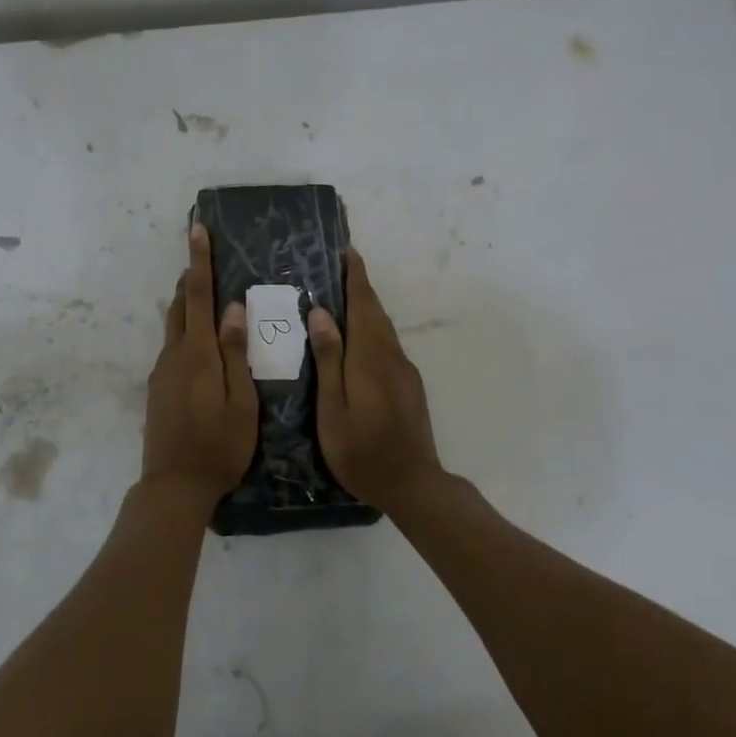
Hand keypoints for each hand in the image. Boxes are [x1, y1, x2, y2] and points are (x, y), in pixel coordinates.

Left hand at [143, 225, 257, 502]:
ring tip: (208, 298)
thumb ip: (236, 353)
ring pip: (174, 327)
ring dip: (187, 306)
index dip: (199, 261)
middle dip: (190, 278)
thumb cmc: (219, 447)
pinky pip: (173, 348)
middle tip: (204, 258)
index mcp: (198, 354)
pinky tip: (202, 348)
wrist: (173, 487)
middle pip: (180, 306)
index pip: (197, 295)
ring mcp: (161, 372)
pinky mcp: (157, 388)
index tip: (197, 230)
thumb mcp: (241, 402)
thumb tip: (233, 308)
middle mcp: (174, 355)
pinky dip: (185, 333)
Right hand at [308, 249, 443, 512]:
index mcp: (369, 359)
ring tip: (346, 293)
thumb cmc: (362, 452)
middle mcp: (391, 357)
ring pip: (384, 327)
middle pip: (376, 312)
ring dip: (367, 305)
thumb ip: (328, 361)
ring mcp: (404, 371)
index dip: (355, 278)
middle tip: (342, 265)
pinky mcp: (409, 385)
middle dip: (361, 285)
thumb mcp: (333, 411)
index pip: (363, 306)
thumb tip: (321, 314)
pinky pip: (388, 343)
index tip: (348, 252)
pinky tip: (359, 336)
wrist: (413, 484)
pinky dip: (373, 327)